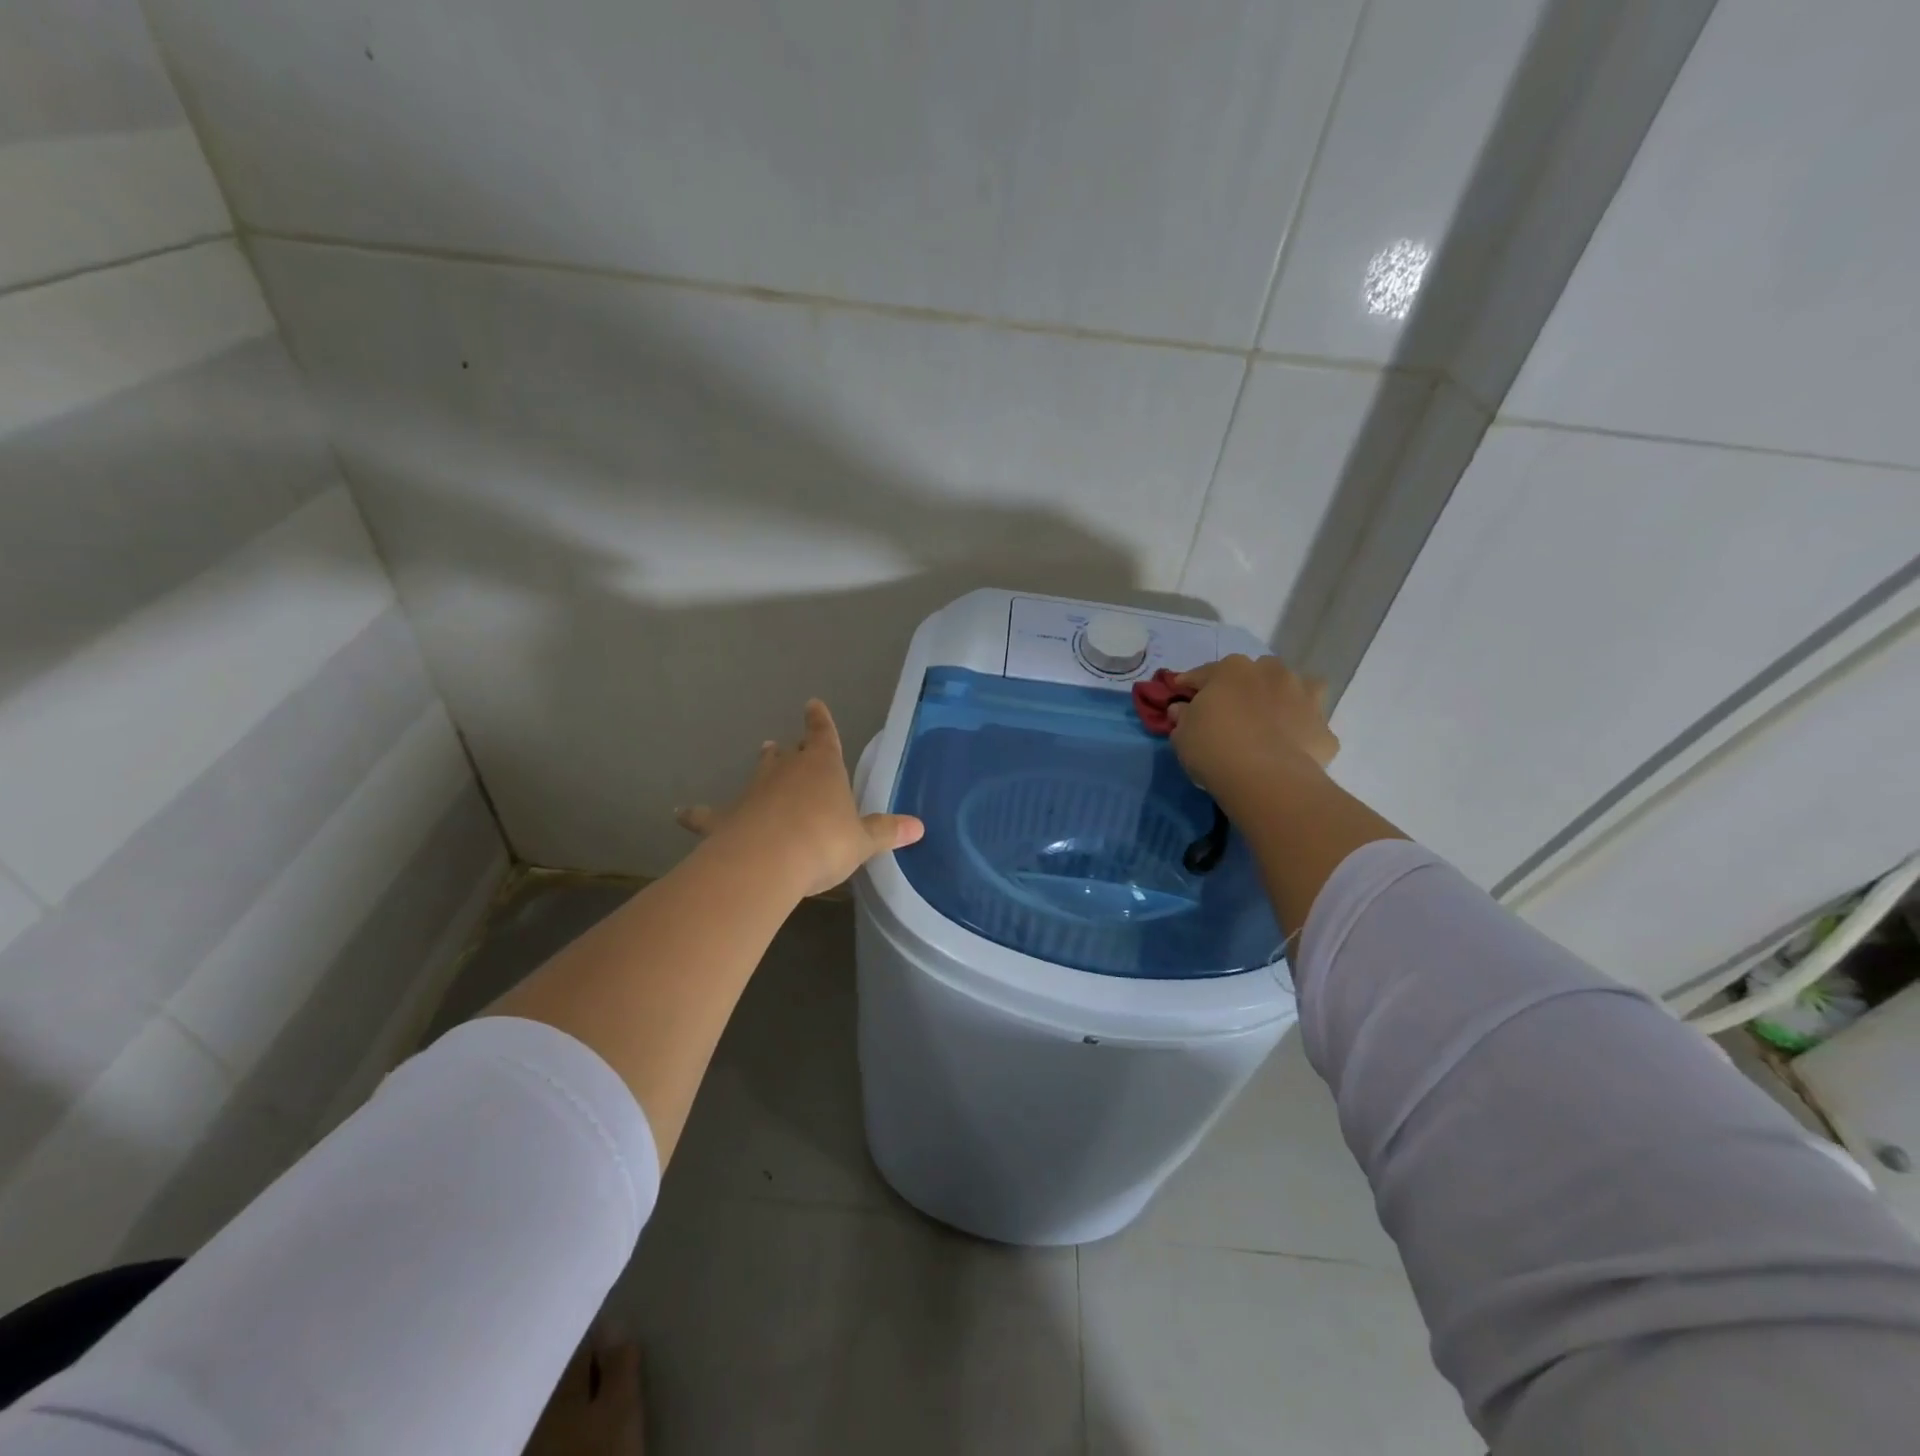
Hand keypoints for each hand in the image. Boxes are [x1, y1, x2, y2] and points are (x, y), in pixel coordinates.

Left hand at [675, 699, 923, 897]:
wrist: (768, 861)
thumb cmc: (823, 843)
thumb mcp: (862, 841)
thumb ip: (886, 832)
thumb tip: (920, 827)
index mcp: (822, 769)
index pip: (823, 736)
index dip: (820, 721)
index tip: (813, 705)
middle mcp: (786, 773)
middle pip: (788, 755)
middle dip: (789, 749)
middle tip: (783, 744)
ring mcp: (753, 793)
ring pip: (758, 775)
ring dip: (762, 768)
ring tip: (762, 755)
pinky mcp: (726, 819)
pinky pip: (708, 815)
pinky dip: (696, 815)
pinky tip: (680, 814)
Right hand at [1169, 655, 1338, 800]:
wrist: (1265, 778)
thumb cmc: (1213, 747)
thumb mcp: (1182, 734)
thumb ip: (1183, 717)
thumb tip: (1183, 709)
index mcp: (1232, 669)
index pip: (1204, 673)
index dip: (1190, 685)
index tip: (1181, 694)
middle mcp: (1272, 673)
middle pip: (1255, 673)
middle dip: (1243, 687)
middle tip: (1231, 710)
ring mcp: (1304, 697)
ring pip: (1295, 688)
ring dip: (1284, 698)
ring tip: (1272, 720)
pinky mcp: (1324, 728)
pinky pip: (1310, 726)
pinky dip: (1303, 733)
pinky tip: (1292, 749)